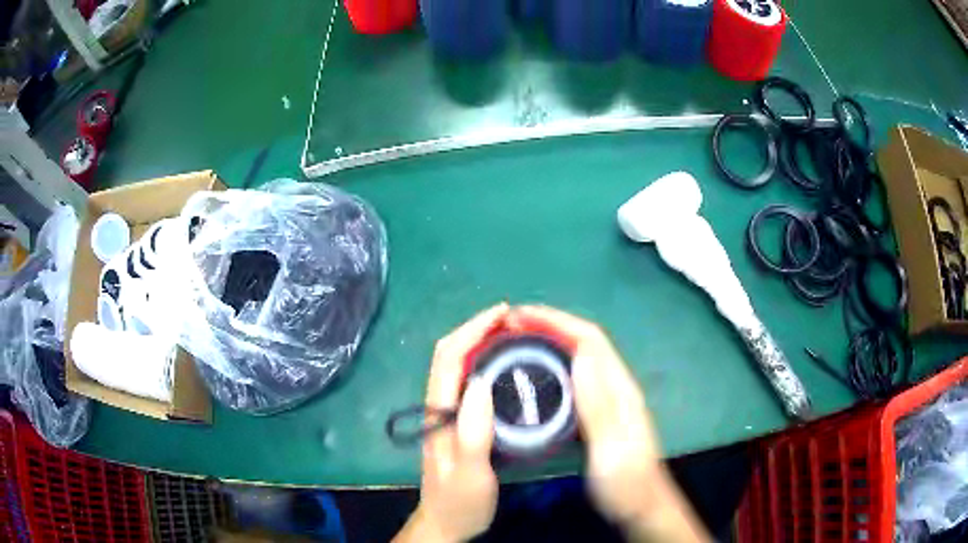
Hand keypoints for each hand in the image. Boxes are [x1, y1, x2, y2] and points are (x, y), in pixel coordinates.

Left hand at [394, 304, 506, 542]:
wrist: (447, 523)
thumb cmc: (459, 502)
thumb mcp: (470, 474)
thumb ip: (473, 433)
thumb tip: (483, 381)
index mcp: (439, 412)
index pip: (449, 358)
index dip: (473, 330)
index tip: (503, 313)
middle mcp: (439, 406)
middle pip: (450, 355)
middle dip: (476, 329)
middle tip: (512, 319)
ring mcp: (447, 413)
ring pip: (458, 366)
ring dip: (479, 342)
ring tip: (512, 333)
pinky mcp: (458, 422)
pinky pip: (468, 382)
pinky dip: (484, 362)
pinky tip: (506, 366)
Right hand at [507, 305, 707, 542]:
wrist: (641, 506)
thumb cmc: (627, 482)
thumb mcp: (612, 448)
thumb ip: (599, 406)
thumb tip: (580, 355)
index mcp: (619, 389)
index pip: (589, 339)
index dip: (555, 321)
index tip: (519, 316)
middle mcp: (614, 386)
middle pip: (582, 343)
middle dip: (548, 326)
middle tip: (508, 328)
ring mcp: (607, 399)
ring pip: (576, 359)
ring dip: (547, 343)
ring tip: (513, 344)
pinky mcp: (598, 413)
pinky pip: (572, 380)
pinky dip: (550, 368)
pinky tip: (531, 378)